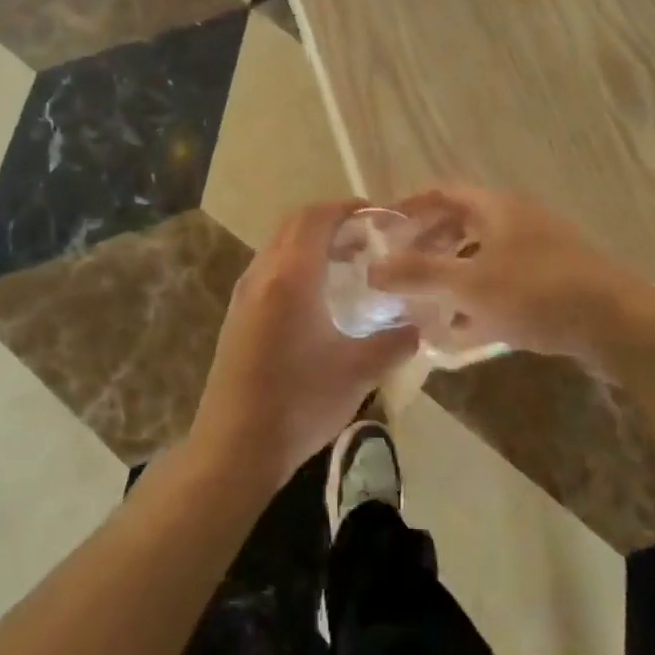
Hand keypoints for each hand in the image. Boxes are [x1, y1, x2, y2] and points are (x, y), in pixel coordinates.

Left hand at [190, 200, 418, 491]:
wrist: (234, 447)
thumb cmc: (298, 403)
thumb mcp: (357, 372)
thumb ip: (393, 342)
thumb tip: (420, 327)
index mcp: (291, 276)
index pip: (318, 217)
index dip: (349, 208)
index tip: (382, 217)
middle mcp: (263, 273)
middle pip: (295, 224)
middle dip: (332, 221)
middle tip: (369, 238)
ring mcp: (245, 293)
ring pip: (280, 245)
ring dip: (313, 243)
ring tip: (350, 265)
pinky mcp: (238, 314)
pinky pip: (270, 269)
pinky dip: (297, 264)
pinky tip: (320, 298)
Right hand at [370, 184, 654, 364]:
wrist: (617, 324)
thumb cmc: (536, 293)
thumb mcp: (469, 285)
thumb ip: (419, 275)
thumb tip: (372, 269)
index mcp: (495, 208)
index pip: (441, 194)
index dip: (408, 207)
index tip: (381, 229)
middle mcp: (516, 219)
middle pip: (460, 225)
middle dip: (427, 247)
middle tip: (398, 271)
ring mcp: (538, 250)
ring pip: (481, 256)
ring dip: (451, 276)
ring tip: (423, 303)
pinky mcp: (553, 280)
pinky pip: (503, 282)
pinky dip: (478, 298)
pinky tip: (461, 330)